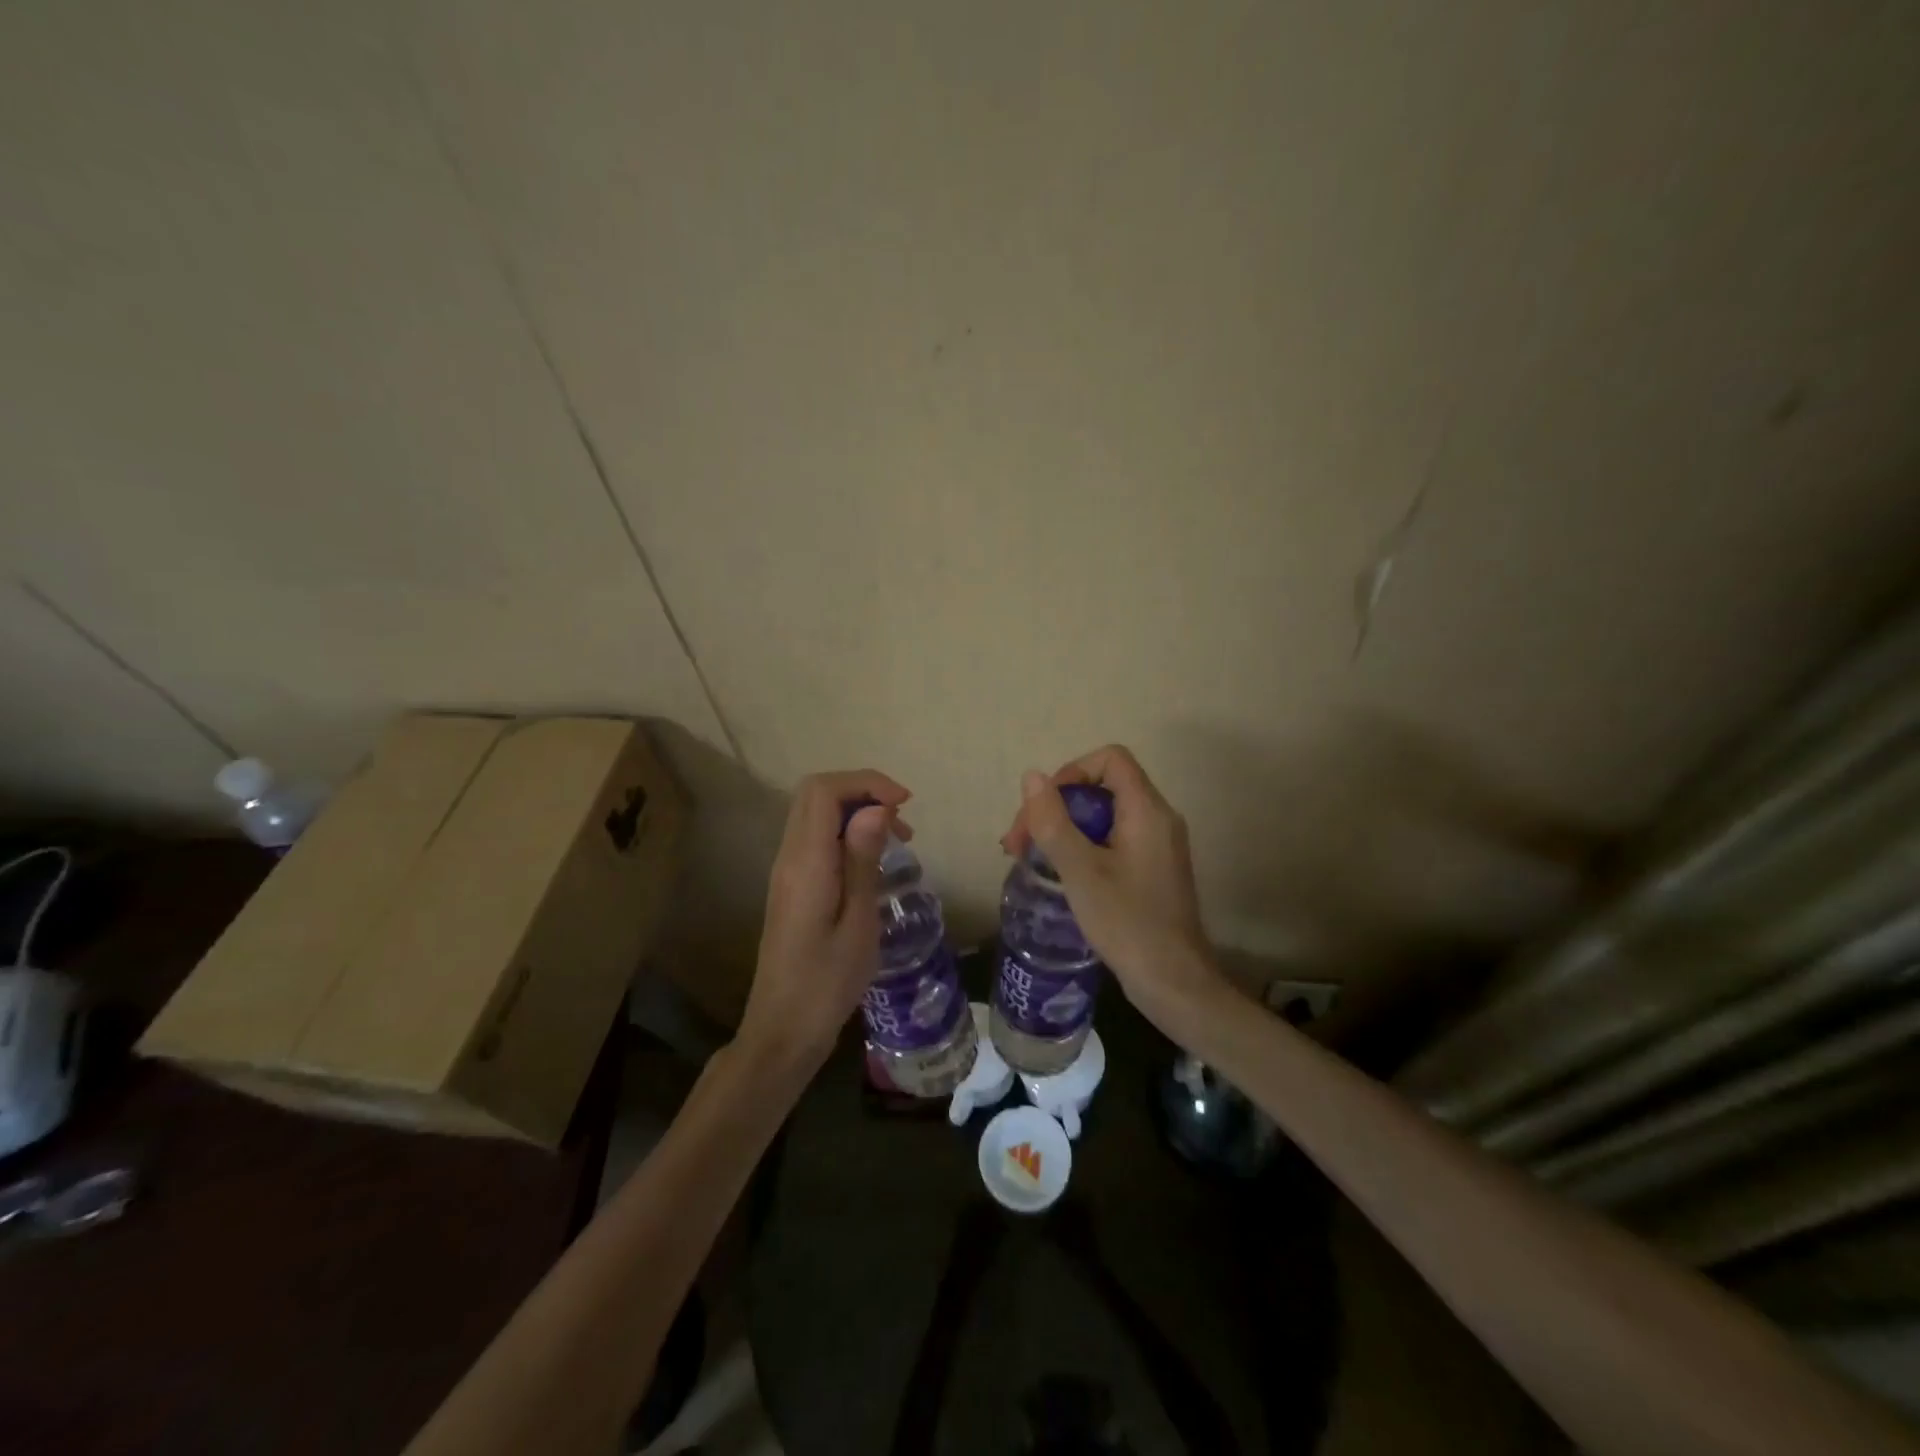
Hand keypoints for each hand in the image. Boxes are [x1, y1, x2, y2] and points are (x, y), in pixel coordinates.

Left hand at [739, 770, 910, 1075]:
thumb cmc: (827, 983)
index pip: (823, 790)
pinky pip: (816, 839)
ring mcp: (786, 871)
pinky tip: (873, 861)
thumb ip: (862, 860)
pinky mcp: (792, 886)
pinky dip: (846, 833)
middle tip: (903, 820)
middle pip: (816, 794)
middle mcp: (789, 857)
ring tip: (898, 839)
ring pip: (815, 815)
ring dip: (856, 812)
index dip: (865, 782)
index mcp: (805, 862)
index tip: (904, 803)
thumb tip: (875, 808)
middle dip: (863, 792)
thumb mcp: (858, 922)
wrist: (783, 1030)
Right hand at [1000, 745, 1229, 1032]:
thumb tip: (1032, 776)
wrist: (1173, 983)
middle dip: (1057, 806)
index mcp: (1147, 810)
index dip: (1071, 773)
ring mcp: (1158, 845)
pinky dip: (1083, 847)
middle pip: (1102, 787)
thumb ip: (1053, 821)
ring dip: (1065, 829)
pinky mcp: (1152, 869)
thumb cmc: (1127, 923)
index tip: (1044, 809)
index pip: (1110, 759)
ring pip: (1104, 816)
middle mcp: (1158, 819)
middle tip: (1020, 843)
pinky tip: (1059, 874)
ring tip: (1029, 859)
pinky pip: (1113, 840)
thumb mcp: (1080, 870)